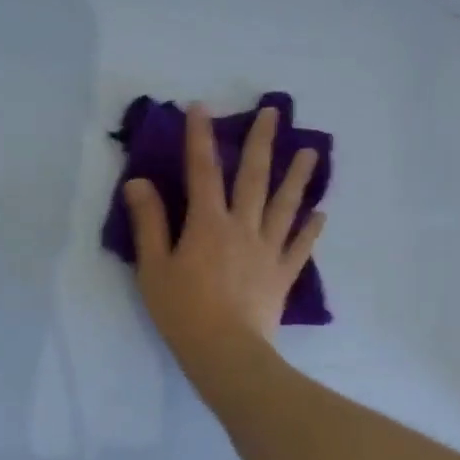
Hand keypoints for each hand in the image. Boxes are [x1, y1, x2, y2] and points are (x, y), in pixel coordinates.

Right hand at [123, 101, 324, 364]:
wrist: (226, 353)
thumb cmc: (182, 310)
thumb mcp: (153, 266)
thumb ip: (149, 222)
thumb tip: (139, 182)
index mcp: (207, 223)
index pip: (202, 171)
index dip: (200, 137)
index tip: (201, 107)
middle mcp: (242, 227)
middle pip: (253, 177)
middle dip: (261, 141)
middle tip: (273, 111)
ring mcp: (267, 250)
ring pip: (285, 205)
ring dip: (298, 176)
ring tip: (311, 151)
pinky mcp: (283, 275)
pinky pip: (300, 246)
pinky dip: (310, 228)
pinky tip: (321, 213)